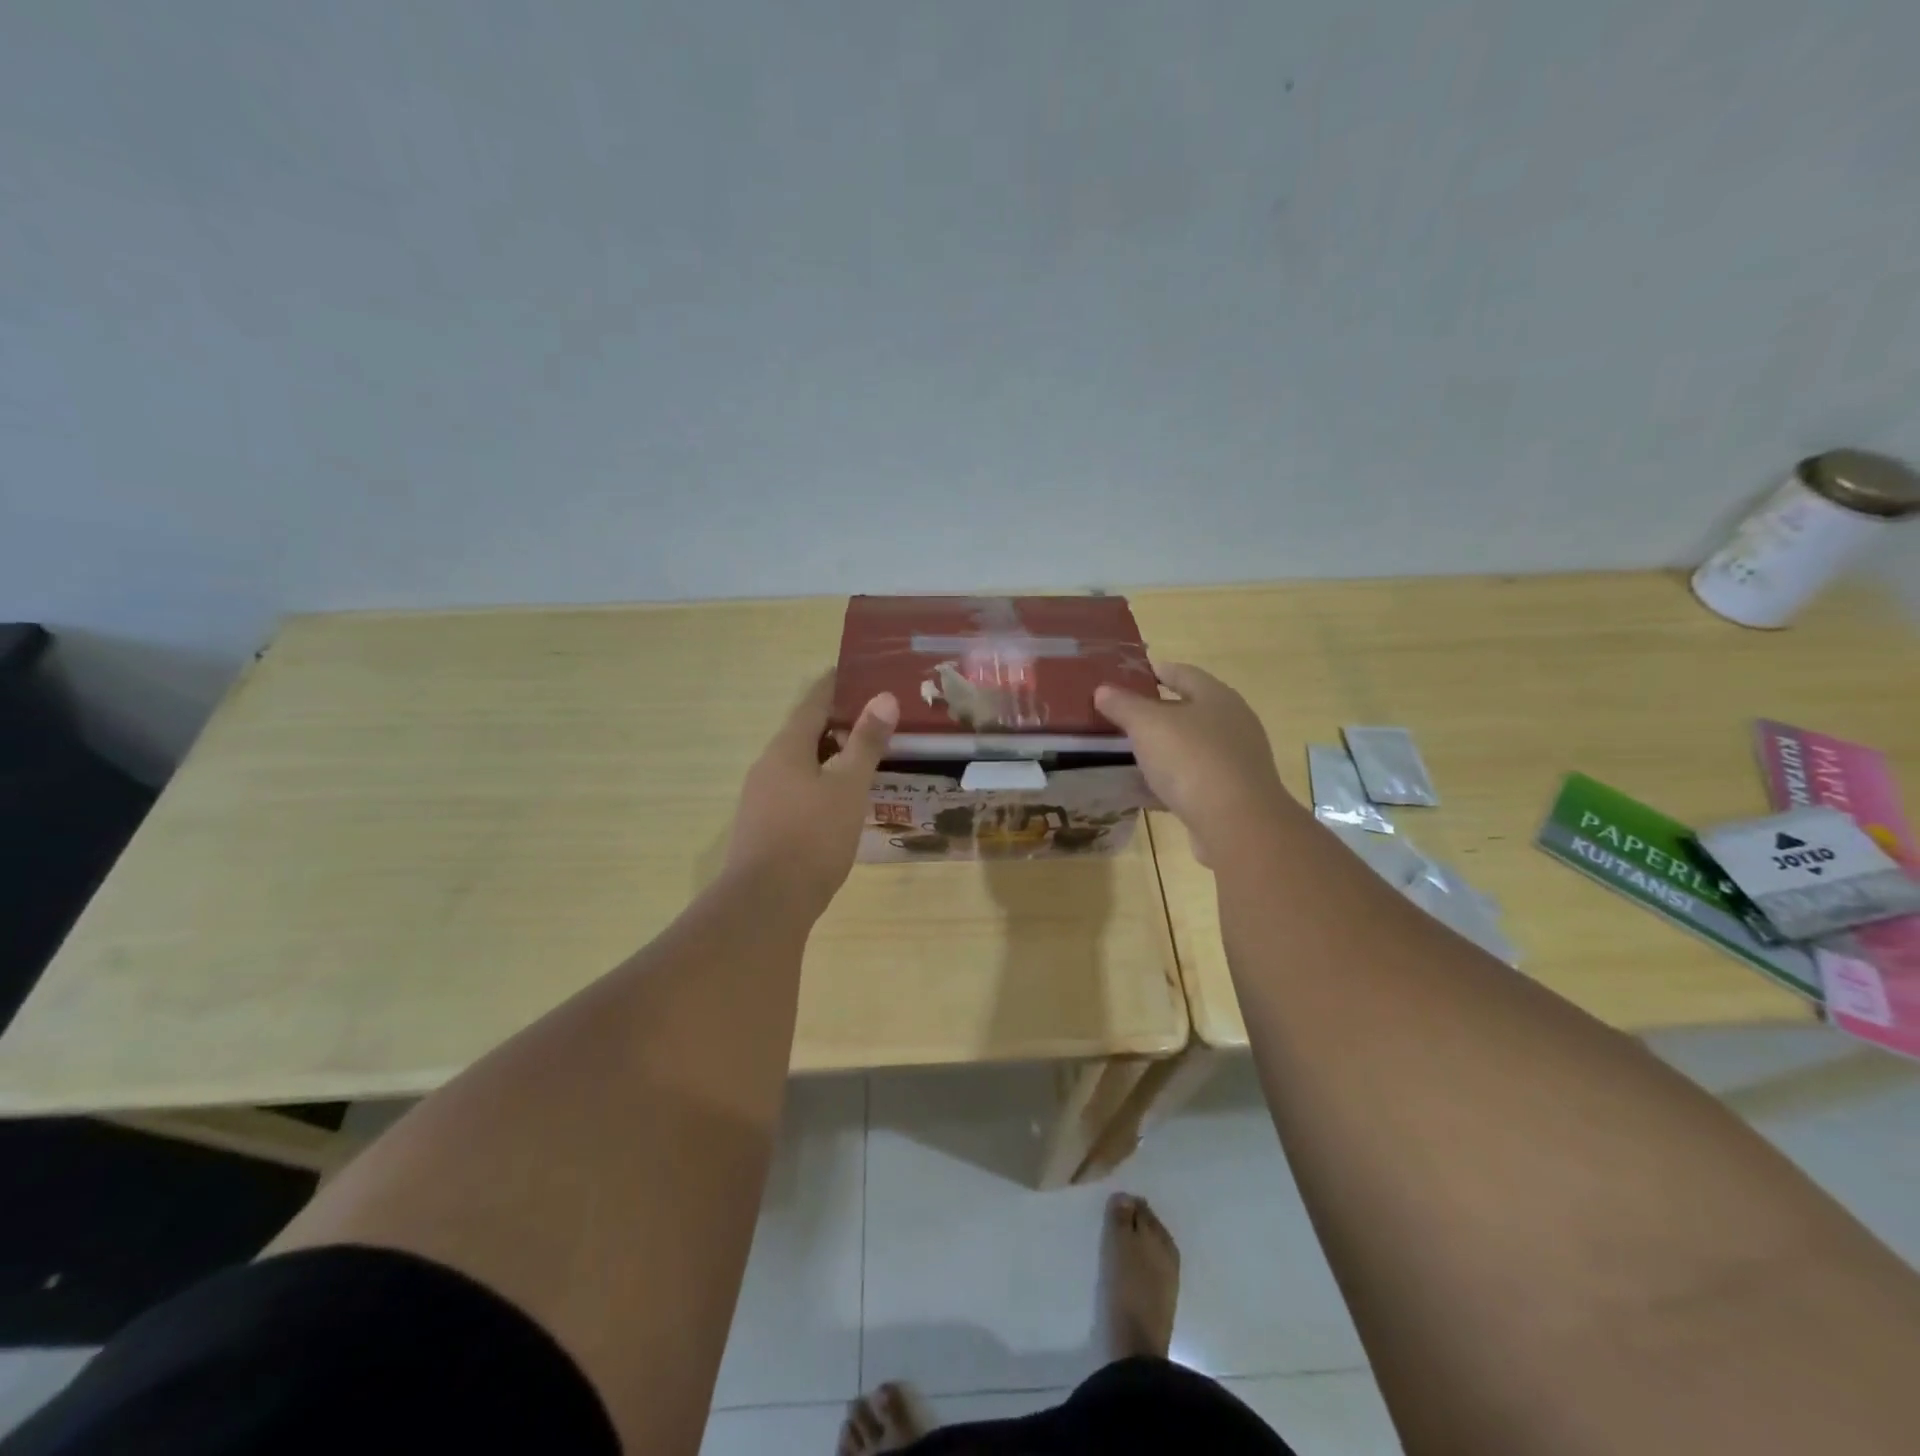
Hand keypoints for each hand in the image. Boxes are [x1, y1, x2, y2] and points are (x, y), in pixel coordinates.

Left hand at [725, 673, 898, 911]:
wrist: (766, 903)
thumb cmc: (812, 837)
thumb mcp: (848, 787)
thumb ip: (866, 743)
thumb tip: (883, 698)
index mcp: (786, 749)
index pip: (812, 704)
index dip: (835, 686)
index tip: (856, 672)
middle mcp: (768, 767)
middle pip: (805, 734)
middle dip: (837, 723)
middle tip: (875, 717)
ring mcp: (761, 798)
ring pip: (800, 765)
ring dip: (830, 756)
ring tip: (864, 756)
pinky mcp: (764, 826)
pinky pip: (796, 791)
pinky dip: (821, 784)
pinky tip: (841, 800)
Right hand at [1094, 664, 1302, 865]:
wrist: (1236, 825)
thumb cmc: (1192, 760)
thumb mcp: (1147, 725)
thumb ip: (1123, 705)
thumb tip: (1102, 690)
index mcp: (1217, 698)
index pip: (1183, 673)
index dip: (1156, 671)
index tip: (1130, 674)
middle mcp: (1231, 725)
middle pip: (1188, 711)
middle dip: (1156, 713)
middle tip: (1121, 714)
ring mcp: (1233, 762)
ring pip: (1189, 748)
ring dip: (1161, 750)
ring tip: (1127, 752)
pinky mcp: (1228, 796)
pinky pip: (1190, 782)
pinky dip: (1167, 782)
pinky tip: (1141, 790)